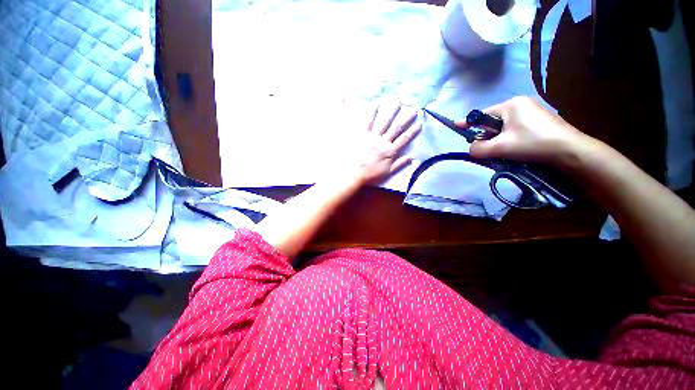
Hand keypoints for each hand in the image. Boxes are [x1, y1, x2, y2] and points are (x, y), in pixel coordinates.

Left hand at [344, 103, 421, 184]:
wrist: (355, 174)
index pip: (404, 139)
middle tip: (414, 108)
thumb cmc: (371, 174)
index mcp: (390, 151)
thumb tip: (412, 157)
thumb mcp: (388, 172)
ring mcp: (373, 137)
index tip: (420, 123)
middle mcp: (383, 141)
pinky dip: (372, 113)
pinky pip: (368, 122)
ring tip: (398, 102)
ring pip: (384, 122)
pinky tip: (376, 104)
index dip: (413, 131)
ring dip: (392, 112)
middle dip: (406, 118)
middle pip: (397, 128)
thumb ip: (400, 164)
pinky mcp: (363, 135)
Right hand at [469, 96, 589, 164]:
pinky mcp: (540, 120)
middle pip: (493, 121)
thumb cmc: (532, 144)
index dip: (469, 123)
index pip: (482, 115)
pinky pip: (516, 128)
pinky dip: (510, 138)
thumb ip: (478, 148)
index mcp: (511, 104)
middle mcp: (521, 103)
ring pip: (504, 126)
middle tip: (489, 149)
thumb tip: (472, 148)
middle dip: (488, 135)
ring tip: (504, 151)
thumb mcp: (499, 148)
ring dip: (499, 139)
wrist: (569, 151)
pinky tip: (515, 148)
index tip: (456, 126)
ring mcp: (532, 110)